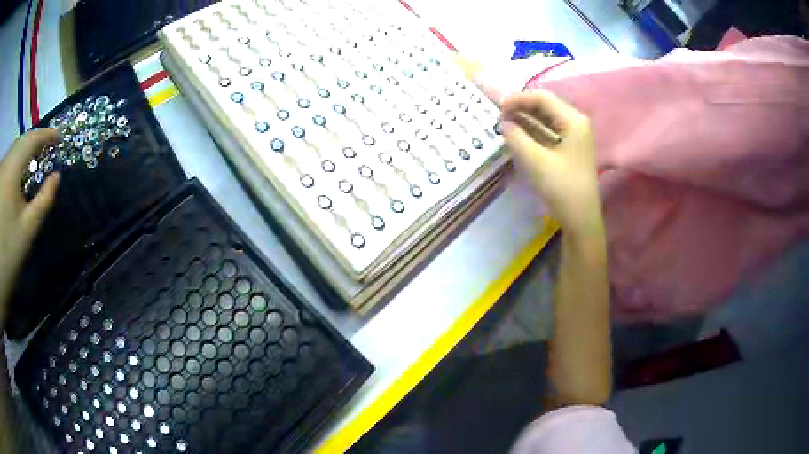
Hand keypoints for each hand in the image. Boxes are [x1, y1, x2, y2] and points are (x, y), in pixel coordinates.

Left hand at [0, 129, 60, 323]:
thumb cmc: (8, 254)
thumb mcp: (26, 232)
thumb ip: (43, 202)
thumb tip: (56, 177)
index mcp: (12, 168)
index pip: (31, 140)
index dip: (46, 135)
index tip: (58, 137)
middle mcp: (4, 161)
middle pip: (19, 144)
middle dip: (31, 145)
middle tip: (43, 152)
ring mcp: (0, 170)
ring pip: (11, 152)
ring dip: (20, 156)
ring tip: (27, 166)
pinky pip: (5, 163)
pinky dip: (11, 165)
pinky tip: (12, 180)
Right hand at [501, 90, 600, 234]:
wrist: (580, 218)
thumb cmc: (562, 188)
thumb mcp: (535, 161)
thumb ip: (516, 138)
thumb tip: (504, 124)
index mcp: (573, 121)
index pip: (542, 98)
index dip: (518, 99)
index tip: (497, 107)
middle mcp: (576, 123)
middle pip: (545, 106)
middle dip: (521, 107)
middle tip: (499, 114)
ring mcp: (574, 136)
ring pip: (546, 119)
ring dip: (525, 118)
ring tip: (504, 122)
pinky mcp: (570, 149)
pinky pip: (549, 132)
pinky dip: (532, 131)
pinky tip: (518, 134)